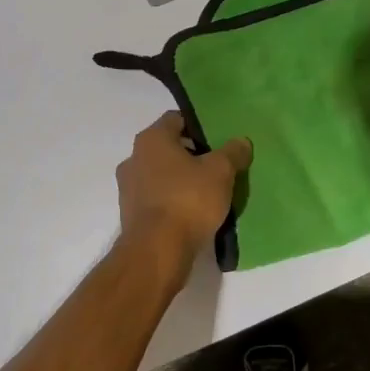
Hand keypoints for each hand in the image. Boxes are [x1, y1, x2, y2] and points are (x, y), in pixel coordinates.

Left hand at [116, 112, 251, 259]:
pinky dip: (171, 200)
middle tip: (217, 166)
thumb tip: (241, 141)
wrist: (157, 251)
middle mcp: (133, 157)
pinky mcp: (130, 214)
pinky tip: (191, 213)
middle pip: (167, 147)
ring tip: (206, 192)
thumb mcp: (221, 172)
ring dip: (180, 179)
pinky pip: (155, 198)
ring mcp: (128, 188)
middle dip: (191, 154)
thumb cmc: (188, 199)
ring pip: (160, 174)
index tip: (218, 139)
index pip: (176, 119)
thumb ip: (232, 152)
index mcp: (152, 139)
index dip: (198, 126)